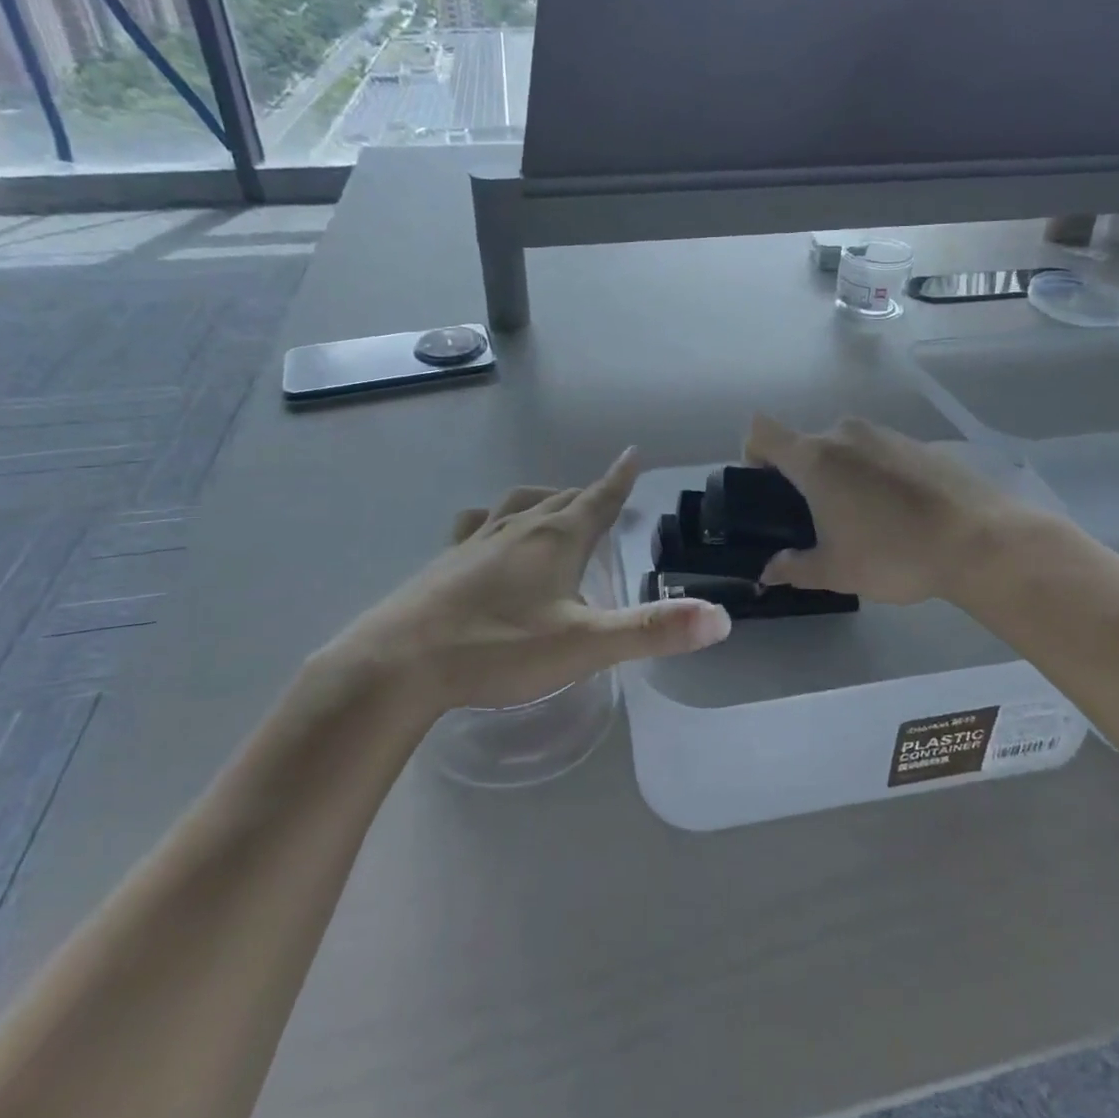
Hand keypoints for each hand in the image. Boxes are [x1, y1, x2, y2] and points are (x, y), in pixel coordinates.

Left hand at [337, 448, 730, 710]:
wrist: (399, 663)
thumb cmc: (498, 649)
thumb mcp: (584, 646)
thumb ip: (653, 631)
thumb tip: (719, 618)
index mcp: (557, 539)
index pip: (599, 498)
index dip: (620, 478)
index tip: (632, 454)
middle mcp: (519, 528)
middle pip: (563, 498)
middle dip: (588, 494)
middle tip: (604, 495)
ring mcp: (477, 540)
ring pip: (520, 504)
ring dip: (545, 499)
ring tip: (555, 505)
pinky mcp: (445, 560)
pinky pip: (478, 524)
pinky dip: (496, 520)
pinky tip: (486, 533)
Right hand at [744, 414, 1047, 605]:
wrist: (980, 540)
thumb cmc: (893, 553)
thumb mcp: (836, 571)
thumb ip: (794, 568)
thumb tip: (768, 572)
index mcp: (815, 458)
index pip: (762, 431)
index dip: (753, 453)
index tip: (764, 486)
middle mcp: (846, 434)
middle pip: (806, 444)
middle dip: (801, 476)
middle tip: (815, 519)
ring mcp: (886, 434)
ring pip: (845, 448)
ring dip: (841, 475)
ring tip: (862, 519)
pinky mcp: (919, 444)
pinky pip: (879, 453)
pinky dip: (875, 475)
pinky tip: (899, 513)